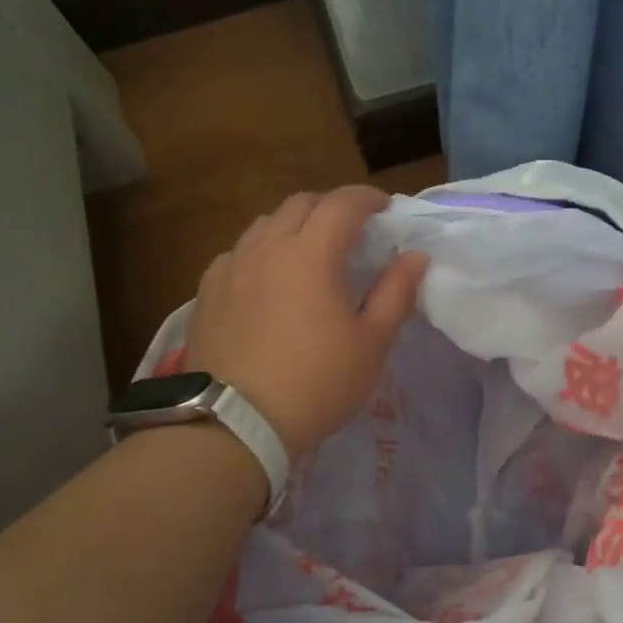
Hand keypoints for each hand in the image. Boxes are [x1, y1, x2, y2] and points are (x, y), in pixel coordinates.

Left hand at [186, 186, 427, 459]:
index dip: (368, 198)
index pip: (343, 203)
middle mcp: (267, 247)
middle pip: (301, 203)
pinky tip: (268, 280)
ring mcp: (231, 267)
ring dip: (294, 226)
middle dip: (332, 207)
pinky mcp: (207, 291)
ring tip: (310, 253)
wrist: (236, 423)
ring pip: (265, 224)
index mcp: (312, 254)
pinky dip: (262, 252)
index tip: (386, 208)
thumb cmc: (318, 383)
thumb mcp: (372, 343)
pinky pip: (238, 253)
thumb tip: (414, 257)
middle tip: (353, 231)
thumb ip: (396, 292)